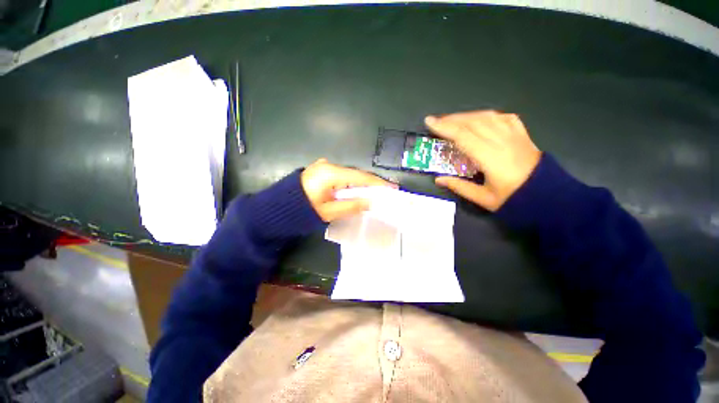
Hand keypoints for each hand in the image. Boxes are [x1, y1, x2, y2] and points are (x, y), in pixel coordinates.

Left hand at [301, 158, 395, 221]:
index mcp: (330, 173)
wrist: (277, 208)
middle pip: (355, 174)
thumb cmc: (301, 212)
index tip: (391, 187)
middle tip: (385, 192)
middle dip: (370, 184)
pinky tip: (357, 190)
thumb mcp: (329, 212)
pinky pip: (341, 176)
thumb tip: (371, 202)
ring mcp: (323, 166)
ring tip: (374, 193)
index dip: (377, 183)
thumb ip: (351, 205)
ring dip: (360, 184)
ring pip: (349, 175)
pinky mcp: (320, 170)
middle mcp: (328, 165)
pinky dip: (350, 183)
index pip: (360, 177)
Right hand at [425, 111, 540, 211]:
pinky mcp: (522, 134)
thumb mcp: (483, 198)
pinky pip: (503, 117)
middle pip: (473, 122)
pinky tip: (480, 119)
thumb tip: (438, 179)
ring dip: (467, 116)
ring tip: (453, 120)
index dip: (444, 128)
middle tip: (436, 121)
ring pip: (487, 117)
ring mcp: (514, 135)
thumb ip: (459, 187)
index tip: (430, 122)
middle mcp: (501, 141)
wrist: (547, 195)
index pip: (463, 136)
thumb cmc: (513, 199)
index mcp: (490, 157)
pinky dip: (488, 115)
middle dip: (451, 119)